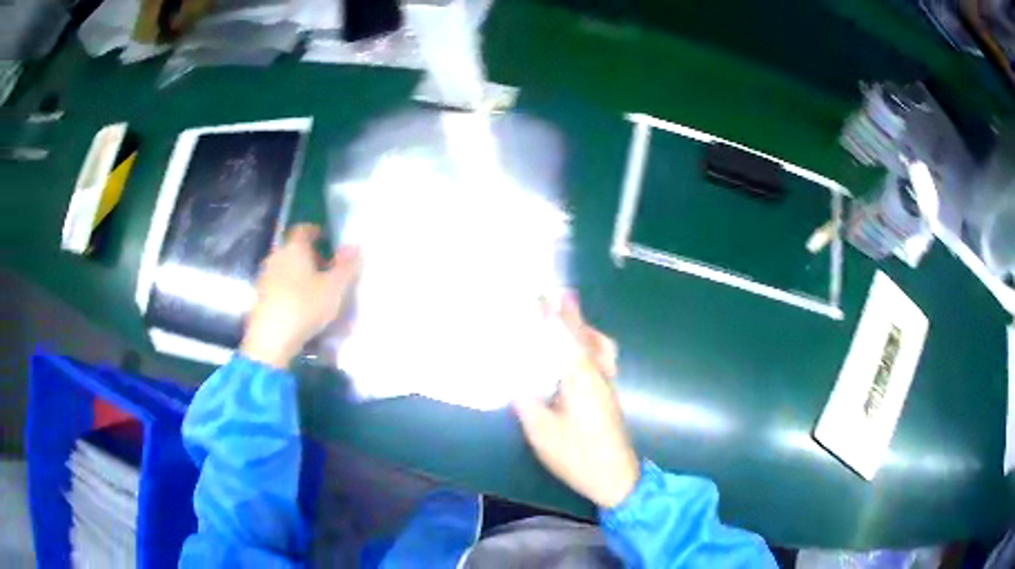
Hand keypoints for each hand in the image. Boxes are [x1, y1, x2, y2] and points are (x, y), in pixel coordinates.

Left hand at [240, 224, 361, 368]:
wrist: (270, 340)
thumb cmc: (304, 307)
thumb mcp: (334, 288)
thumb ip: (346, 266)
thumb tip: (354, 245)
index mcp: (294, 248)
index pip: (303, 229)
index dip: (316, 232)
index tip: (328, 241)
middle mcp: (276, 256)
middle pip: (293, 248)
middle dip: (310, 256)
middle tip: (327, 269)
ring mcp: (265, 276)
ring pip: (285, 267)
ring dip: (299, 274)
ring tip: (315, 290)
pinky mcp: (259, 296)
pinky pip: (278, 285)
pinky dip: (289, 289)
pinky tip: (299, 306)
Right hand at [513, 296, 639, 508]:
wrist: (615, 477)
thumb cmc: (577, 454)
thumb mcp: (541, 432)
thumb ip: (526, 402)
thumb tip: (515, 381)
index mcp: (582, 377)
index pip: (567, 337)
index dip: (555, 315)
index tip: (543, 295)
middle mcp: (599, 374)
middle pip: (589, 336)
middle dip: (573, 316)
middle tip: (556, 301)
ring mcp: (607, 386)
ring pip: (600, 348)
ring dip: (584, 331)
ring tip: (566, 326)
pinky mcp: (608, 398)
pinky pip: (600, 360)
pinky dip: (589, 347)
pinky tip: (575, 361)